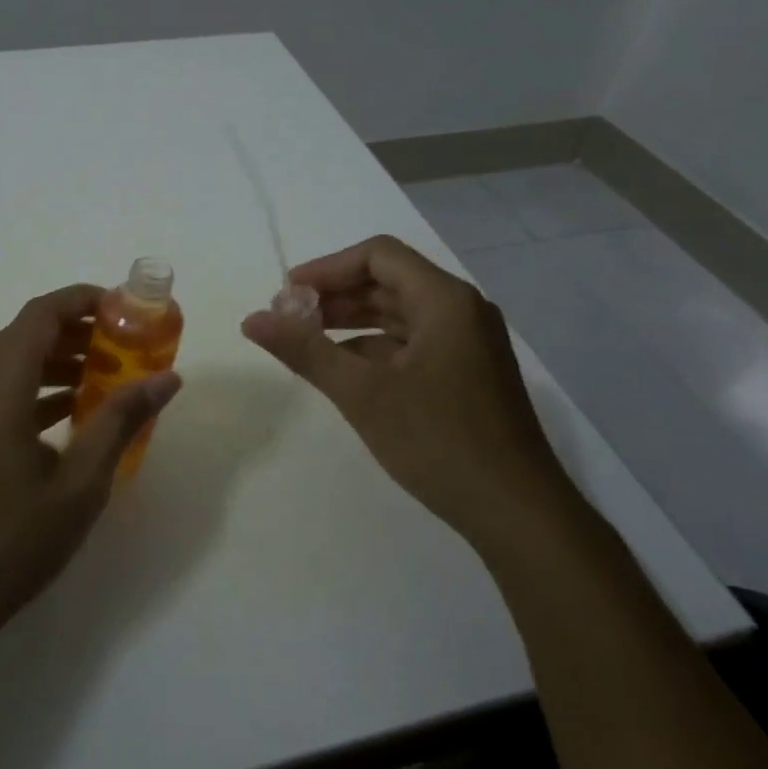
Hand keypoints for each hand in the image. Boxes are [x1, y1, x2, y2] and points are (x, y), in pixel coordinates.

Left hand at [0, 284, 181, 653]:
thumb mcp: (79, 484)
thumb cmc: (7, 541)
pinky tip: (74, 414)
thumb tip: (167, 379)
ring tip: (111, 378)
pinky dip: (39, 389)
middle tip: (130, 346)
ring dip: (61, 361)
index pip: (43, 313)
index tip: (128, 309)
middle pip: (28, 333)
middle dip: (80, 331)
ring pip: (15, 363)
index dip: (85, 299)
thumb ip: (120, 421)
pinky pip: (2, 391)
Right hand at [242, 235, 581, 552]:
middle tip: (290, 319)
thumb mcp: (362, 393)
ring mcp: (469, 344)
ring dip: (353, 322)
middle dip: (336, 296)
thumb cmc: (438, 441)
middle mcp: (461, 311)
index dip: (328, 268)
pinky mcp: (468, 374)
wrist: (516, 512)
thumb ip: (305, 350)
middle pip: (389, 282)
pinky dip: (376, 348)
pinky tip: (346, 372)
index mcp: (445, 300)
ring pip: (400, 314)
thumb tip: (251, 319)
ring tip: (308, 342)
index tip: (287, 294)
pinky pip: (413, 343)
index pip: (378, 256)